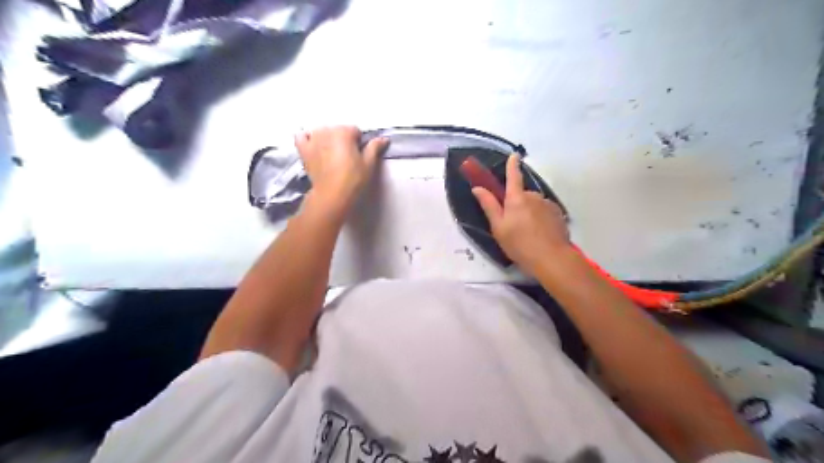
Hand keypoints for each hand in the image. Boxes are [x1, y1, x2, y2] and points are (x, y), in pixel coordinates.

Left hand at [294, 127, 388, 211]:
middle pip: (338, 130)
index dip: (358, 143)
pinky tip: (313, 146)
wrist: (332, 195)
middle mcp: (327, 131)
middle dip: (343, 140)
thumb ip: (375, 147)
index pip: (355, 131)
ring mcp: (313, 139)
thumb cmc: (353, 179)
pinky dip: (307, 138)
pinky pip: (301, 136)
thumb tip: (383, 138)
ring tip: (331, 155)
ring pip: (321, 132)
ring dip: (327, 139)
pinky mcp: (303, 149)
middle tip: (346, 157)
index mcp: (344, 131)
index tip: (359, 155)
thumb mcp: (369, 163)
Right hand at [470, 154, 574, 275]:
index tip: (514, 154)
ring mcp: (548, 205)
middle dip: (517, 204)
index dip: (512, 165)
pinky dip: (540, 219)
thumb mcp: (498, 227)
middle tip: (513, 225)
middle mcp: (534, 196)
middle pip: (522, 195)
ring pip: (534, 204)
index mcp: (516, 198)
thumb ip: (489, 206)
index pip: (513, 176)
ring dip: (530, 213)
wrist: (551, 258)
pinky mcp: (558, 214)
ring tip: (528, 233)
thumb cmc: (519, 244)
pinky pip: (545, 212)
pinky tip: (540, 234)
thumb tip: (478, 188)